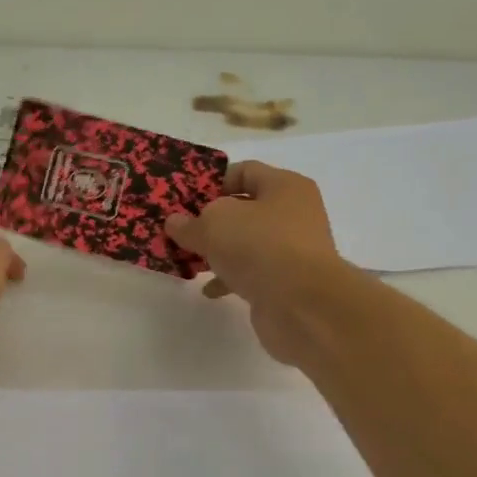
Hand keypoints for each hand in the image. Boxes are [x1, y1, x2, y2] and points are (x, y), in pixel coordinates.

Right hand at [165, 162, 349, 364]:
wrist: (302, 306)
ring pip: (246, 243)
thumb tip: (175, 222)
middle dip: (210, 220)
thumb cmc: (260, 247)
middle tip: (180, 230)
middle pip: (244, 209)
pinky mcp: (286, 283)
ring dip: (218, 251)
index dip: (212, 182)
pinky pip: (251, 273)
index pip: (244, 171)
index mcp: (285, 186)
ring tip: (188, 259)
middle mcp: (293, 214)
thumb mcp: (214, 224)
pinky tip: (209, 289)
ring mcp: (291, 250)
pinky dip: (229, 278)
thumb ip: (190, 222)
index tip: (184, 199)